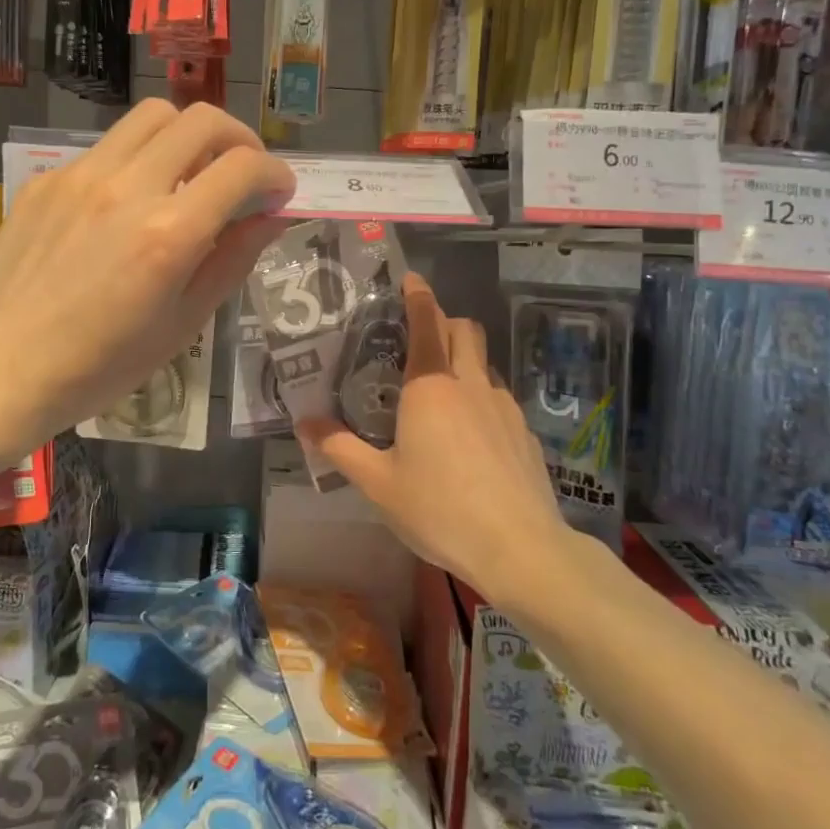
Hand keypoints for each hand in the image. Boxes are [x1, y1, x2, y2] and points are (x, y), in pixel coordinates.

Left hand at [0, 100, 294, 460]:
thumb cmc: (99, 367)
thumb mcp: (181, 326)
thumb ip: (231, 261)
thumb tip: (270, 218)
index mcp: (168, 234)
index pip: (242, 169)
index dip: (275, 174)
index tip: (279, 193)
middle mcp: (127, 187)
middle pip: (201, 121)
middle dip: (240, 139)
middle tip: (244, 173)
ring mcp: (80, 175)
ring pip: (152, 116)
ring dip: (188, 135)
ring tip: (191, 173)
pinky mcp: (47, 179)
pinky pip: (108, 146)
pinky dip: (138, 159)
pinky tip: (130, 202)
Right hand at [298, 272, 567, 598]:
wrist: (519, 548)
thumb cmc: (439, 508)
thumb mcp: (377, 483)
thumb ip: (340, 448)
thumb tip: (304, 423)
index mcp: (430, 387)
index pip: (427, 323)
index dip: (419, 297)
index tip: (412, 280)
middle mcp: (471, 385)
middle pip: (466, 331)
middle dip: (446, 321)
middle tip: (421, 335)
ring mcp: (505, 407)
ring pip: (485, 364)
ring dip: (465, 360)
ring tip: (442, 389)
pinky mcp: (525, 433)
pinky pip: (500, 398)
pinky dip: (481, 398)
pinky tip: (471, 436)